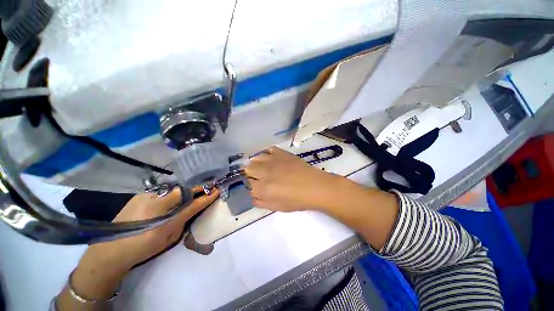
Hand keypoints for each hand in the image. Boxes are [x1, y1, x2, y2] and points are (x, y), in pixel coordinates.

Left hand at [84, 187, 218, 271]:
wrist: (111, 250)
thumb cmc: (144, 248)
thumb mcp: (169, 237)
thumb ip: (183, 221)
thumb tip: (192, 209)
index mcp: (166, 218)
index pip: (193, 203)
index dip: (206, 197)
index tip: (216, 190)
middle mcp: (157, 202)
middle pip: (184, 190)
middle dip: (197, 189)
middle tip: (206, 187)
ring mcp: (147, 196)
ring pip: (173, 188)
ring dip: (184, 190)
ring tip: (191, 191)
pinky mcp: (140, 194)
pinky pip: (162, 190)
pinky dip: (171, 191)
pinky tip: (171, 195)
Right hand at [245, 146, 342, 211]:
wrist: (314, 186)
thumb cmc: (296, 200)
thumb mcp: (275, 207)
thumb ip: (259, 202)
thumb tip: (250, 194)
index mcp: (263, 188)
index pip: (246, 184)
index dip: (248, 185)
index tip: (253, 186)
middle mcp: (264, 172)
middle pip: (247, 169)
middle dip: (249, 173)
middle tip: (257, 177)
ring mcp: (273, 160)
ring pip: (255, 158)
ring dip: (256, 163)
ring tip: (263, 167)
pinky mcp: (281, 152)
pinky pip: (268, 150)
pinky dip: (266, 154)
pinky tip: (271, 159)